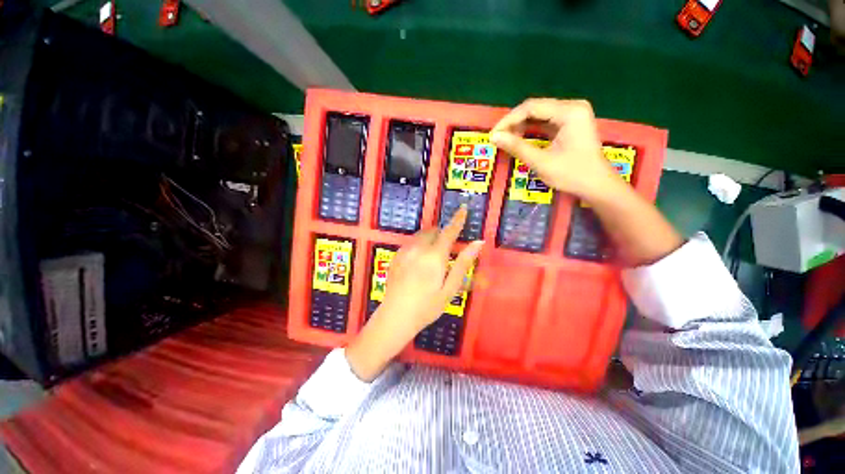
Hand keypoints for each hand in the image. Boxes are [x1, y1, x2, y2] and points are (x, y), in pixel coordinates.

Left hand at [345, 207, 484, 380]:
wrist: (395, 317)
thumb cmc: (427, 306)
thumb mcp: (450, 288)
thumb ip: (463, 263)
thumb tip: (478, 243)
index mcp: (434, 256)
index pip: (449, 232)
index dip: (457, 220)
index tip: (463, 209)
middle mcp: (418, 248)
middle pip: (433, 232)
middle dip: (442, 235)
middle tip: (446, 251)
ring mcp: (404, 252)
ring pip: (421, 236)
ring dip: (430, 239)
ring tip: (432, 258)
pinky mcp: (396, 257)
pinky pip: (411, 243)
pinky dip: (418, 246)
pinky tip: (417, 263)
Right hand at [489, 98, 623, 200]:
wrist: (597, 185)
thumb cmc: (571, 174)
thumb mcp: (541, 162)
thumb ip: (517, 147)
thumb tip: (494, 137)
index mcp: (569, 112)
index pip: (531, 107)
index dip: (508, 120)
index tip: (493, 135)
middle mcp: (572, 107)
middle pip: (535, 108)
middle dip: (513, 123)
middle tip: (498, 139)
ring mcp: (573, 114)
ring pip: (538, 114)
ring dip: (520, 126)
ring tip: (506, 140)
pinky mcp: (570, 123)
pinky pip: (545, 121)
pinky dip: (530, 130)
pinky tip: (519, 139)